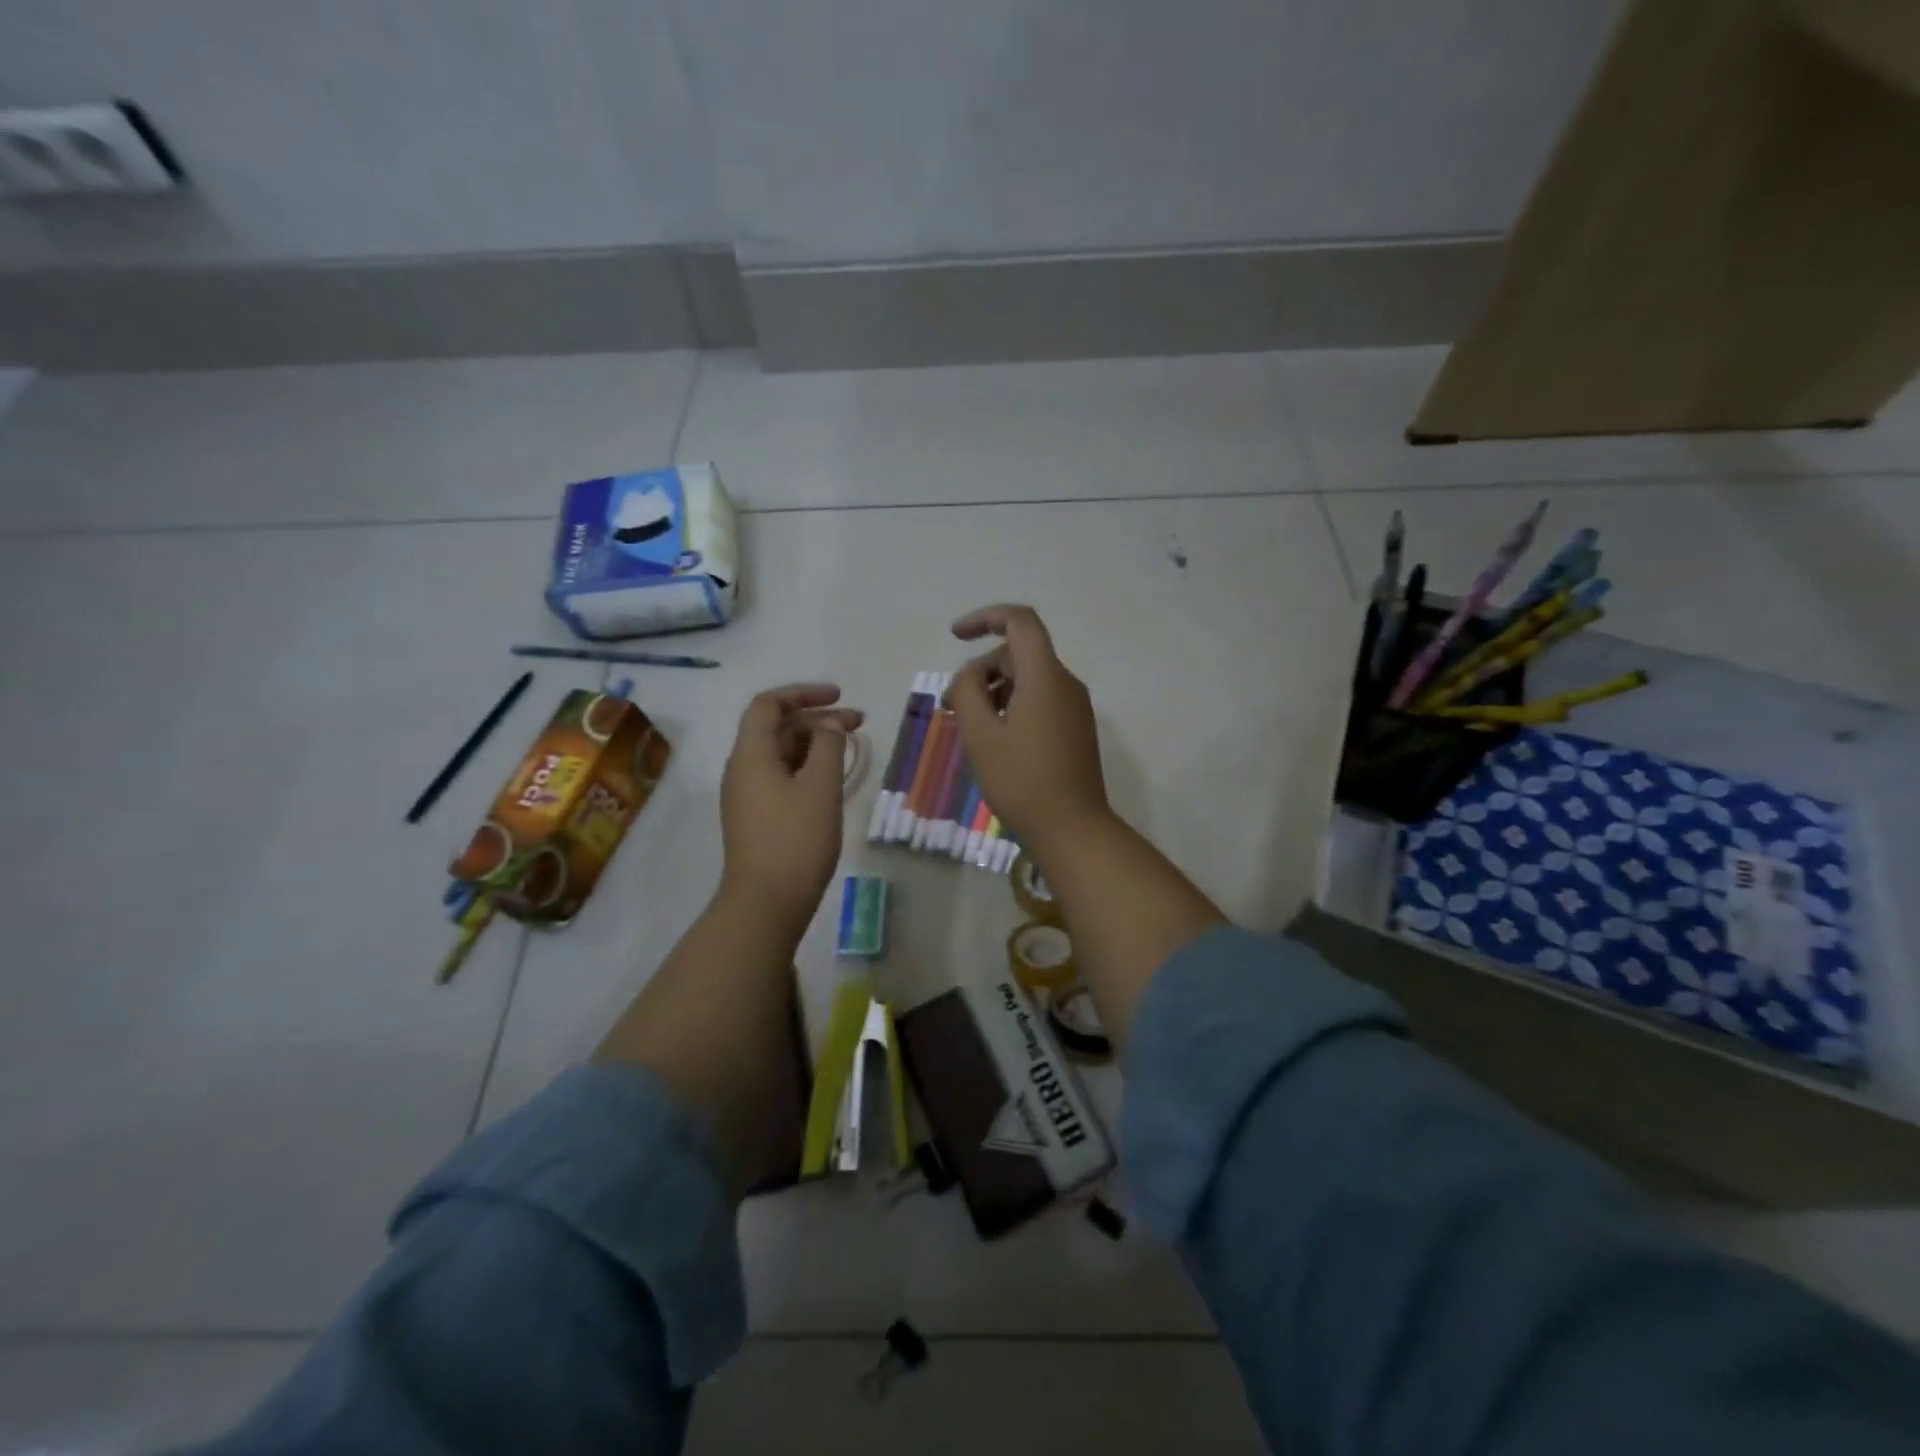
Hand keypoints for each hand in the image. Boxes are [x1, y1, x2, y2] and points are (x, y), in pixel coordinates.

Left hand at [718, 683, 861, 934]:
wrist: (766, 904)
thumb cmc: (795, 840)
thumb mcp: (820, 787)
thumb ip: (828, 746)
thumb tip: (830, 724)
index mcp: (751, 754)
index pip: (769, 705)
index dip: (803, 693)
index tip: (839, 696)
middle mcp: (743, 769)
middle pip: (776, 728)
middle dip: (817, 718)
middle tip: (858, 723)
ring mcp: (747, 795)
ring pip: (781, 753)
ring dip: (814, 743)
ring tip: (850, 747)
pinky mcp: (757, 817)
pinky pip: (781, 776)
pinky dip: (807, 767)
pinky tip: (832, 778)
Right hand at [946, 604, 1110, 849]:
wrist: (1072, 829)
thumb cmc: (1021, 781)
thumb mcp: (981, 735)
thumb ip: (968, 691)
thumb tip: (970, 675)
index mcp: (1045, 677)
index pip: (1020, 622)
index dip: (985, 618)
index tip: (955, 636)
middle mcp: (1065, 684)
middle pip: (1019, 654)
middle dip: (981, 669)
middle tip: (951, 705)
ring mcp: (1074, 707)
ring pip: (1028, 679)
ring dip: (994, 690)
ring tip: (968, 725)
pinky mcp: (1075, 729)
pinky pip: (1040, 700)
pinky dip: (1012, 706)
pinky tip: (994, 738)